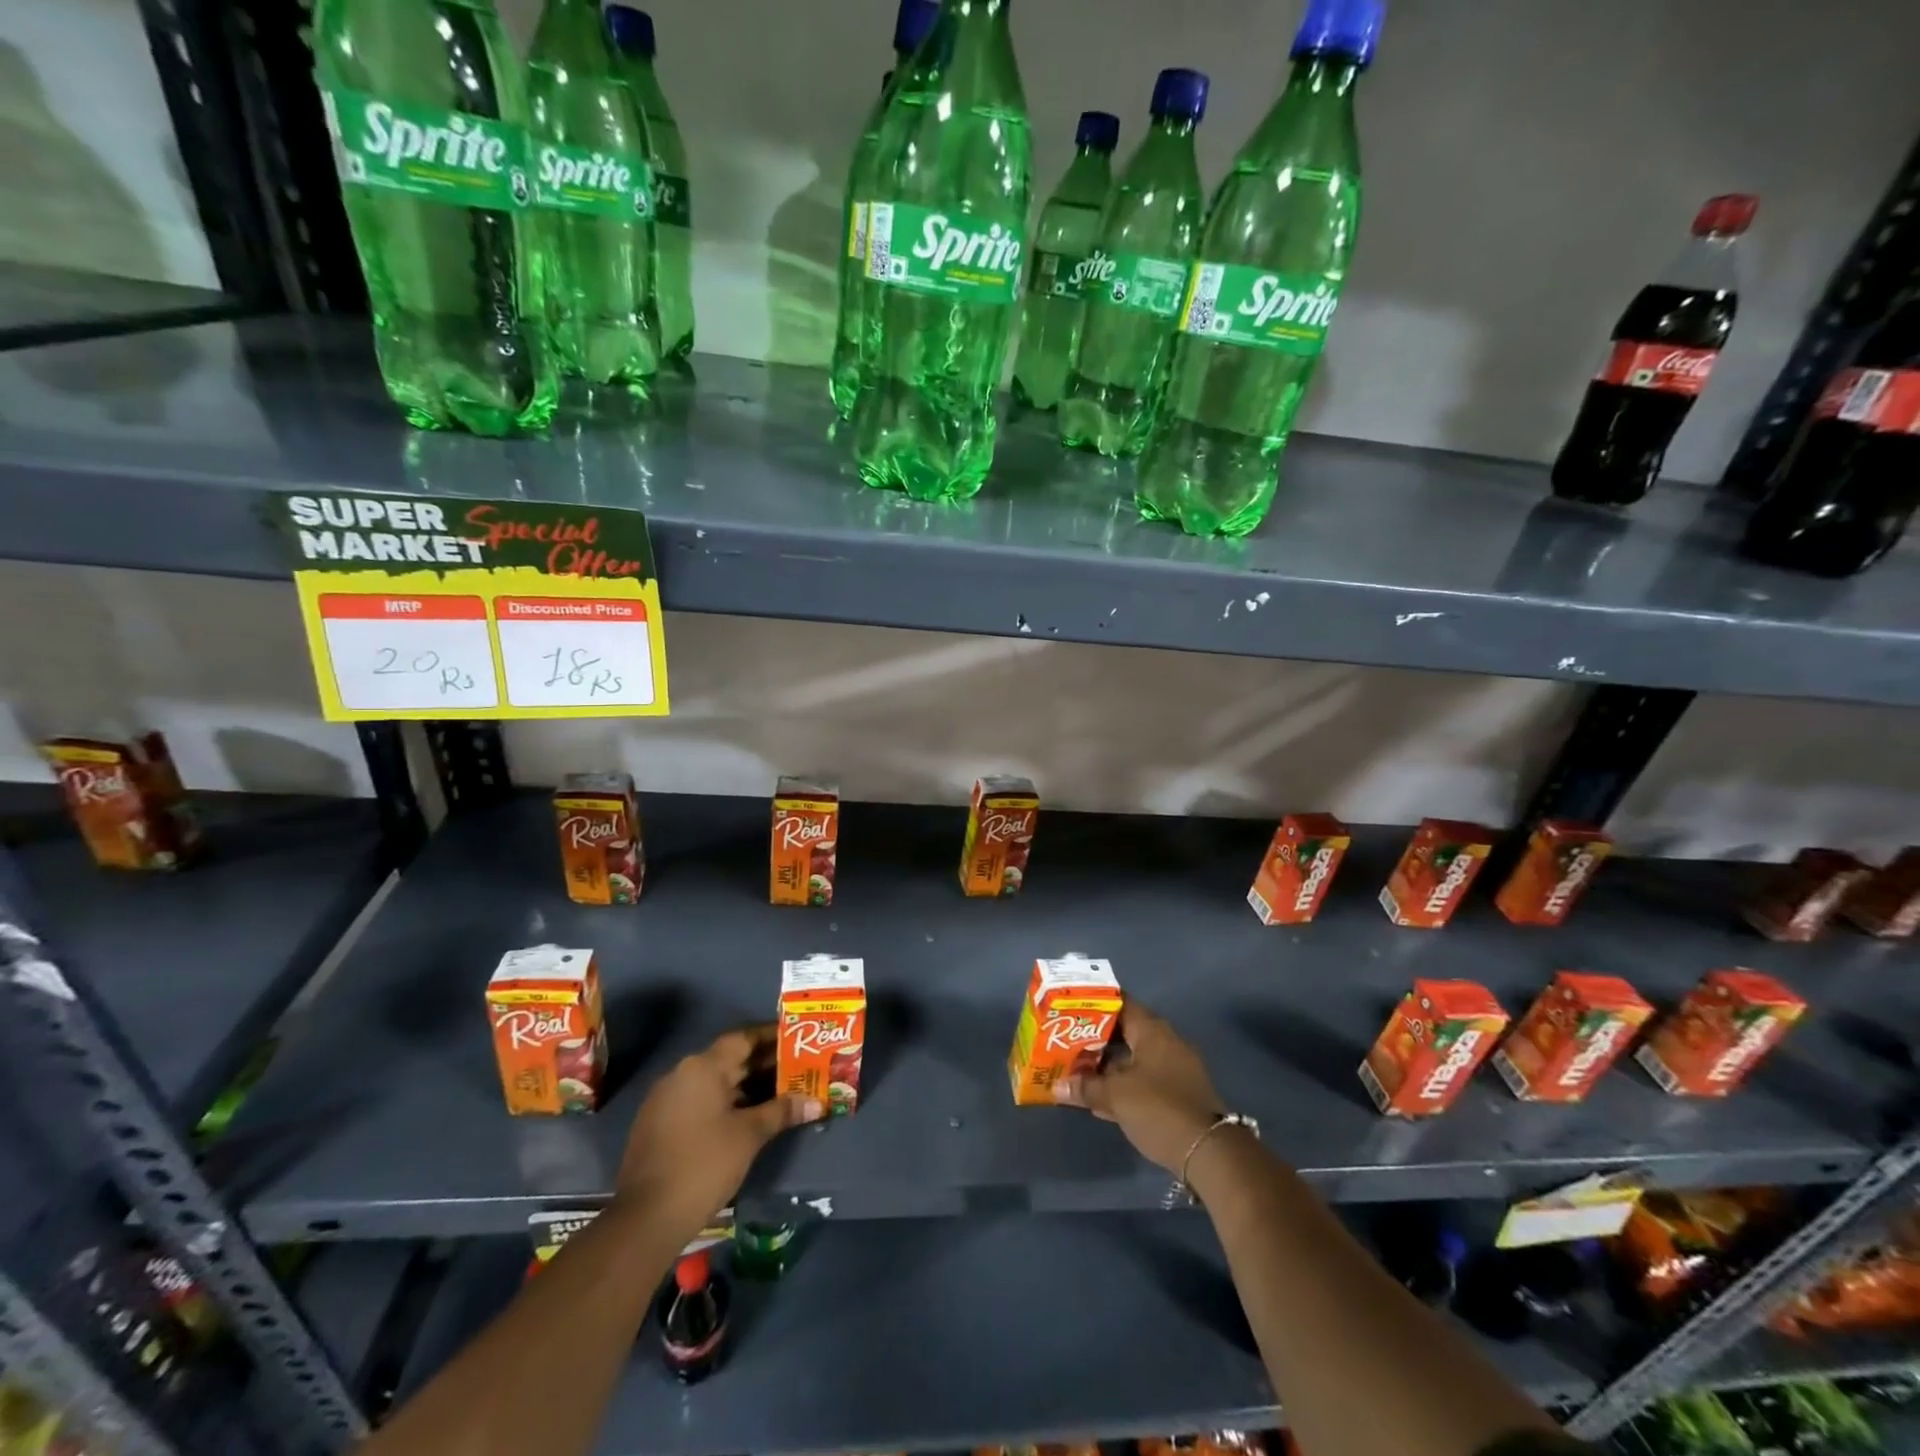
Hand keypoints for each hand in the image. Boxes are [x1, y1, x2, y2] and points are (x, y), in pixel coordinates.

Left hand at [616, 1026, 819, 1234]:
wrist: (646, 1219)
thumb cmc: (704, 1164)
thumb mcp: (749, 1135)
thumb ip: (782, 1111)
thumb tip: (817, 1103)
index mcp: (702, 1067)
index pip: (743, 1038)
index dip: (771, 1037)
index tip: (796, 1038)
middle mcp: (681, 1074)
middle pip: (728, 1060)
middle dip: (762, 1064)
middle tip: (796, 1068)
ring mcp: (665, 1100)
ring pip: (713, 1083)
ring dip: (744, 1086)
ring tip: (779, 1093)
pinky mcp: (658, 1125)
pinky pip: (698, 1101)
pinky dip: (724, 1104)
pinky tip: (746, 1118)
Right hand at [1067, 1003, 1224, 1173]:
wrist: (1210, 1152)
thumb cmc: (1159, 1109)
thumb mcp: (1117, 1096)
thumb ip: (1086, 1087)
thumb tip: (1056, 1085)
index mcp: (1152, 1031)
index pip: (1120, 1004)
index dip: (1094, 1004)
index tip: (1070, 1008)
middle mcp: (1165, 1043)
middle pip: (1125, 1032)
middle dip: (1096, 1039)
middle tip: (1066, 1041)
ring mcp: (1174, 1069)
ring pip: (1133, 1058)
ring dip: (1108, 1065)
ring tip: (1077, 1070)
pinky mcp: (1177, 1094)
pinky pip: (1143, 1080)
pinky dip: (1123, 1085)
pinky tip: (1100, 1099)